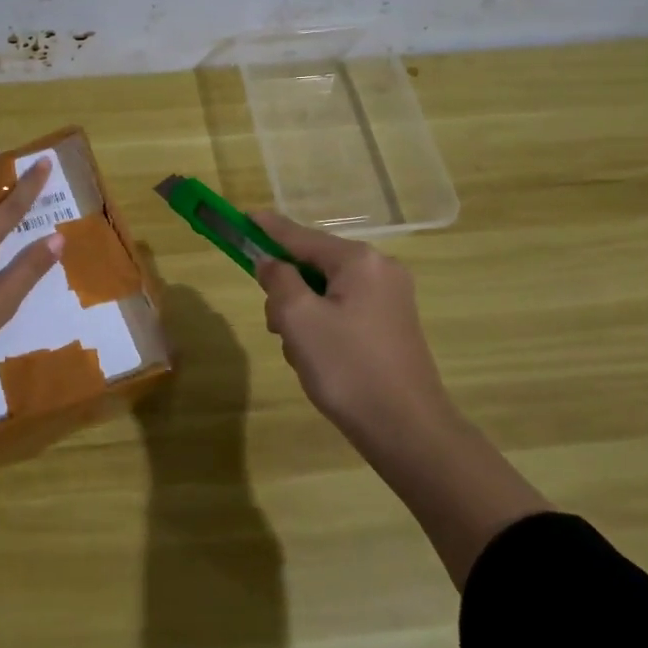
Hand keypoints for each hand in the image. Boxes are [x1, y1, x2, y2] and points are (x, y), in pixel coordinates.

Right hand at [252, 210, 454, 446]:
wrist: (407, 430)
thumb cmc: (347, 367)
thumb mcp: (298, 318)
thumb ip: (278, 280)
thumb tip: (270, 262)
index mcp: (359, 261)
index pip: (300, 235)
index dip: (267, 229)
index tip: (241, 217)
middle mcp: (379, 270)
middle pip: (313, 265)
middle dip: (287, 291)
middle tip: (277, 326)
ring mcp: (390, 299)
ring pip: (325, 292)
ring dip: (302, 315)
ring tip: (301, 353)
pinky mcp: (391, 326)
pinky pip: (342, 311)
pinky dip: (322, 327)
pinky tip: (320, 360)